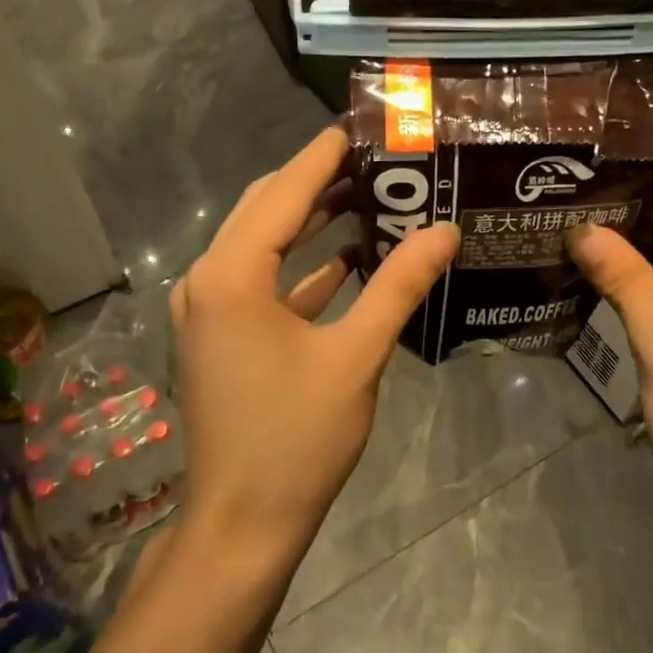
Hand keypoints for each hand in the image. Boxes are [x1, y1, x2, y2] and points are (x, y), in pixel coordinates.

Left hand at [171, 128, 459, 567]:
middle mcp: (207, 282)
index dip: (320, 158)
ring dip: (308, 222)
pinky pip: (260, 282)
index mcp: (231, 277)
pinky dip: (300, 267)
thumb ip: (399, 286)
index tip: (357, 128)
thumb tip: (445, 230)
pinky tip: (346, 259)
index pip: (280, 194)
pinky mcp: (218, 337)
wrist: (243, 524)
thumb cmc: (297, 438)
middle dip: (314, 183)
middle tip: (372, 161)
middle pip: (262, 210)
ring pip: (260, 245)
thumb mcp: (356, 356)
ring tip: (367, 197)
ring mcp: (207, 311)